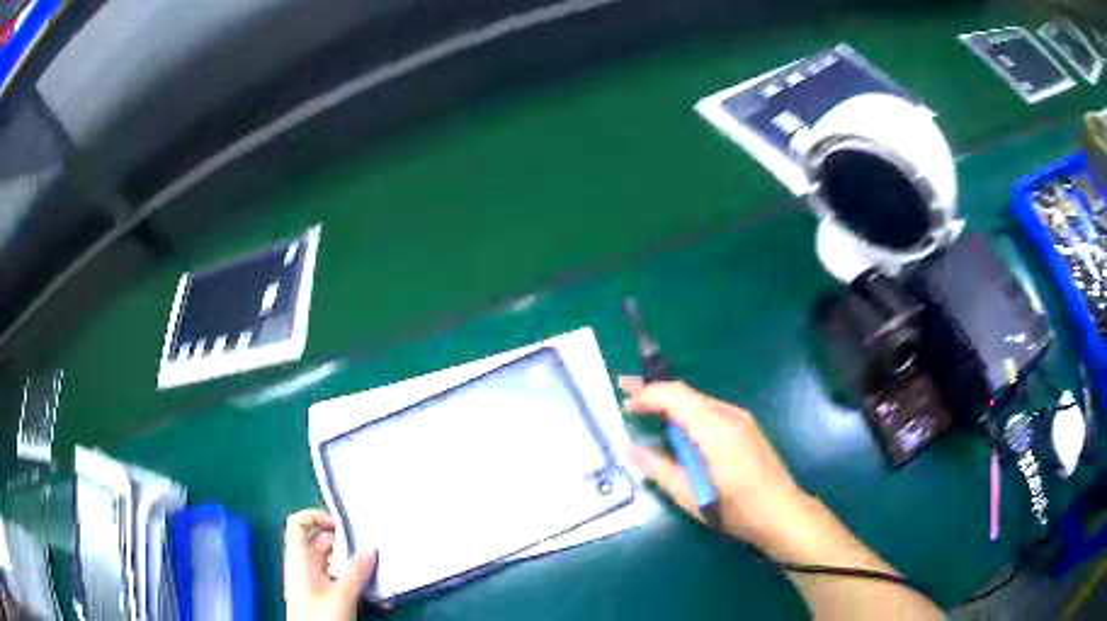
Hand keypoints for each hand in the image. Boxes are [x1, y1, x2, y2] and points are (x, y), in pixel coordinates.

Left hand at [284, 509, 379, 620]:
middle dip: (347, 545)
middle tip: (370, 551)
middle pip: (321, 543)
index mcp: (299, 559)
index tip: (342, 526)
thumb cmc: (320, 617)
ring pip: (334, 564)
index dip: (316, 517)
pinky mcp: (324, 596)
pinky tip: (376, 596)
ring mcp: (314, 582)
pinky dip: (356, 583)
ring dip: (356, 567)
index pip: (298, 524)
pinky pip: (340, 581)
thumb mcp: (341, 595)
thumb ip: (355, 572)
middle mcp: (304, 566)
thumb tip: (371, 550)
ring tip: (379, 576)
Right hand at [620, 376, 809, 548]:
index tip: (624, 400)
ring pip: (698, 400)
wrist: (783, 513)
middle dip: (654, 390)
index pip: (675, 395)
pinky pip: (710, 411)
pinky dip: (687, 412)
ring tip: (644, 406)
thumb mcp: (690, 496)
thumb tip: (630, 448)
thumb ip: (659, 469)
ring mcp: (741, 420)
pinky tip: (677, 425)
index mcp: (715, 429)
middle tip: (625, 389)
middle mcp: (729, 415)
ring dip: (670, 401)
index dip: (647, 393)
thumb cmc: (736, 510)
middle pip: (686, 392)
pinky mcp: (746, 429)